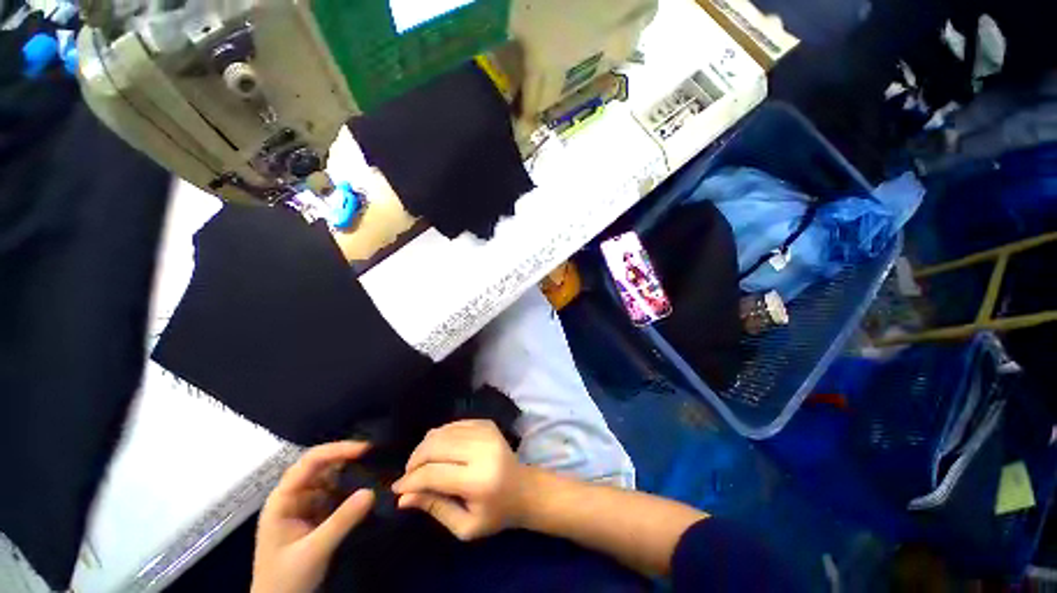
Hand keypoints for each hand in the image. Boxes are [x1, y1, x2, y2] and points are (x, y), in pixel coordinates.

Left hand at [252, 442, 374, 592]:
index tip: (366, 449)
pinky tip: (367, 486)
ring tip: (376, 466)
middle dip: (346, 457)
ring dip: (351, 471)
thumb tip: (371, 491)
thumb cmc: (286, 580)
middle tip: (375, 454)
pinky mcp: (316, 514)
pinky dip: (351, 487)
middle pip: (320, 465)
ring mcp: (305, 504)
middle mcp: (293, 496)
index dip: (337, 450)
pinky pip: (335, 492)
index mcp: (283, 499)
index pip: (310, 462)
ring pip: (330, 477)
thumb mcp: (313, 552)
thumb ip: (341, 521)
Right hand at [392, 420, 530, 540]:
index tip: (396, 488)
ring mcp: (486, 432)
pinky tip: (438, 451)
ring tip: (420, 464)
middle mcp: (483, 450)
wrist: (523, 488)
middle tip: (408, 475)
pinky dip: (439, 436)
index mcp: (479, 480)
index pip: (434, 473)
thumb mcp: (464, 526)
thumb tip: (403, 497)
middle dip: (414, 460)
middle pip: (436, 446)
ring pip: (442, 432)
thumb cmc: (494, 514)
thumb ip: (434, 508)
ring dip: (424, 447)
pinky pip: (453, 424)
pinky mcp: (487, 423)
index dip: (411, 480)